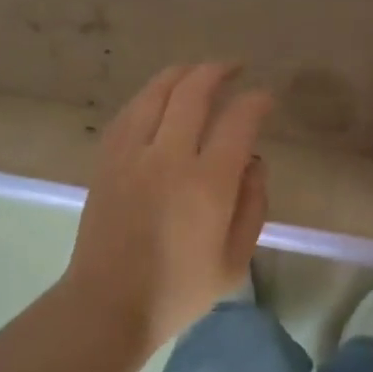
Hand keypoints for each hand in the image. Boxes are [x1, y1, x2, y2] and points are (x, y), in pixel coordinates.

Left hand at [64, 63, 272, 349]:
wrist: (108, 303)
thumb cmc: (179, 289)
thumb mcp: (235, 260)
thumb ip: (253, 204)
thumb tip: (255, 160)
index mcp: (208, 184)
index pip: (238, 120)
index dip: (256, 101)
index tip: (265, 98)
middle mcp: (169, 157)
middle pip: (194, 91)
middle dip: (219, 71)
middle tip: (235, 68)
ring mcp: (132, 153)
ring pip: (157, 91)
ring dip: (182, 73)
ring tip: (199, 71)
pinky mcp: (107, 158)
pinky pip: (130, 110)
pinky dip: (150, 94)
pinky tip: (160, 95)